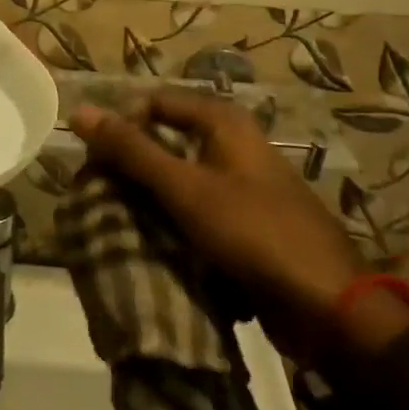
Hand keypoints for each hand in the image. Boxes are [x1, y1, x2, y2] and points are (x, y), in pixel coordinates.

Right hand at [70, 89, 408, 361]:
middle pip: (166, 138)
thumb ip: (131, 150)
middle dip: (132, 164)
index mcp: (223, 122)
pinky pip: (196, 208)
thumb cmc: (253, 232)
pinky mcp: (245, 221)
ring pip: (179, 177)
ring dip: (149, 196)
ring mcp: (242, 184)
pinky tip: (153, 242)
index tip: (97, 161)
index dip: (123, 124)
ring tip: (120, 220)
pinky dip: (172, 219)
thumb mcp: (185, 188)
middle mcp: (233, 144)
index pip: (154, 102)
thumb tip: (80, 111)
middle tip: (102, 194)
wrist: (328, 306)